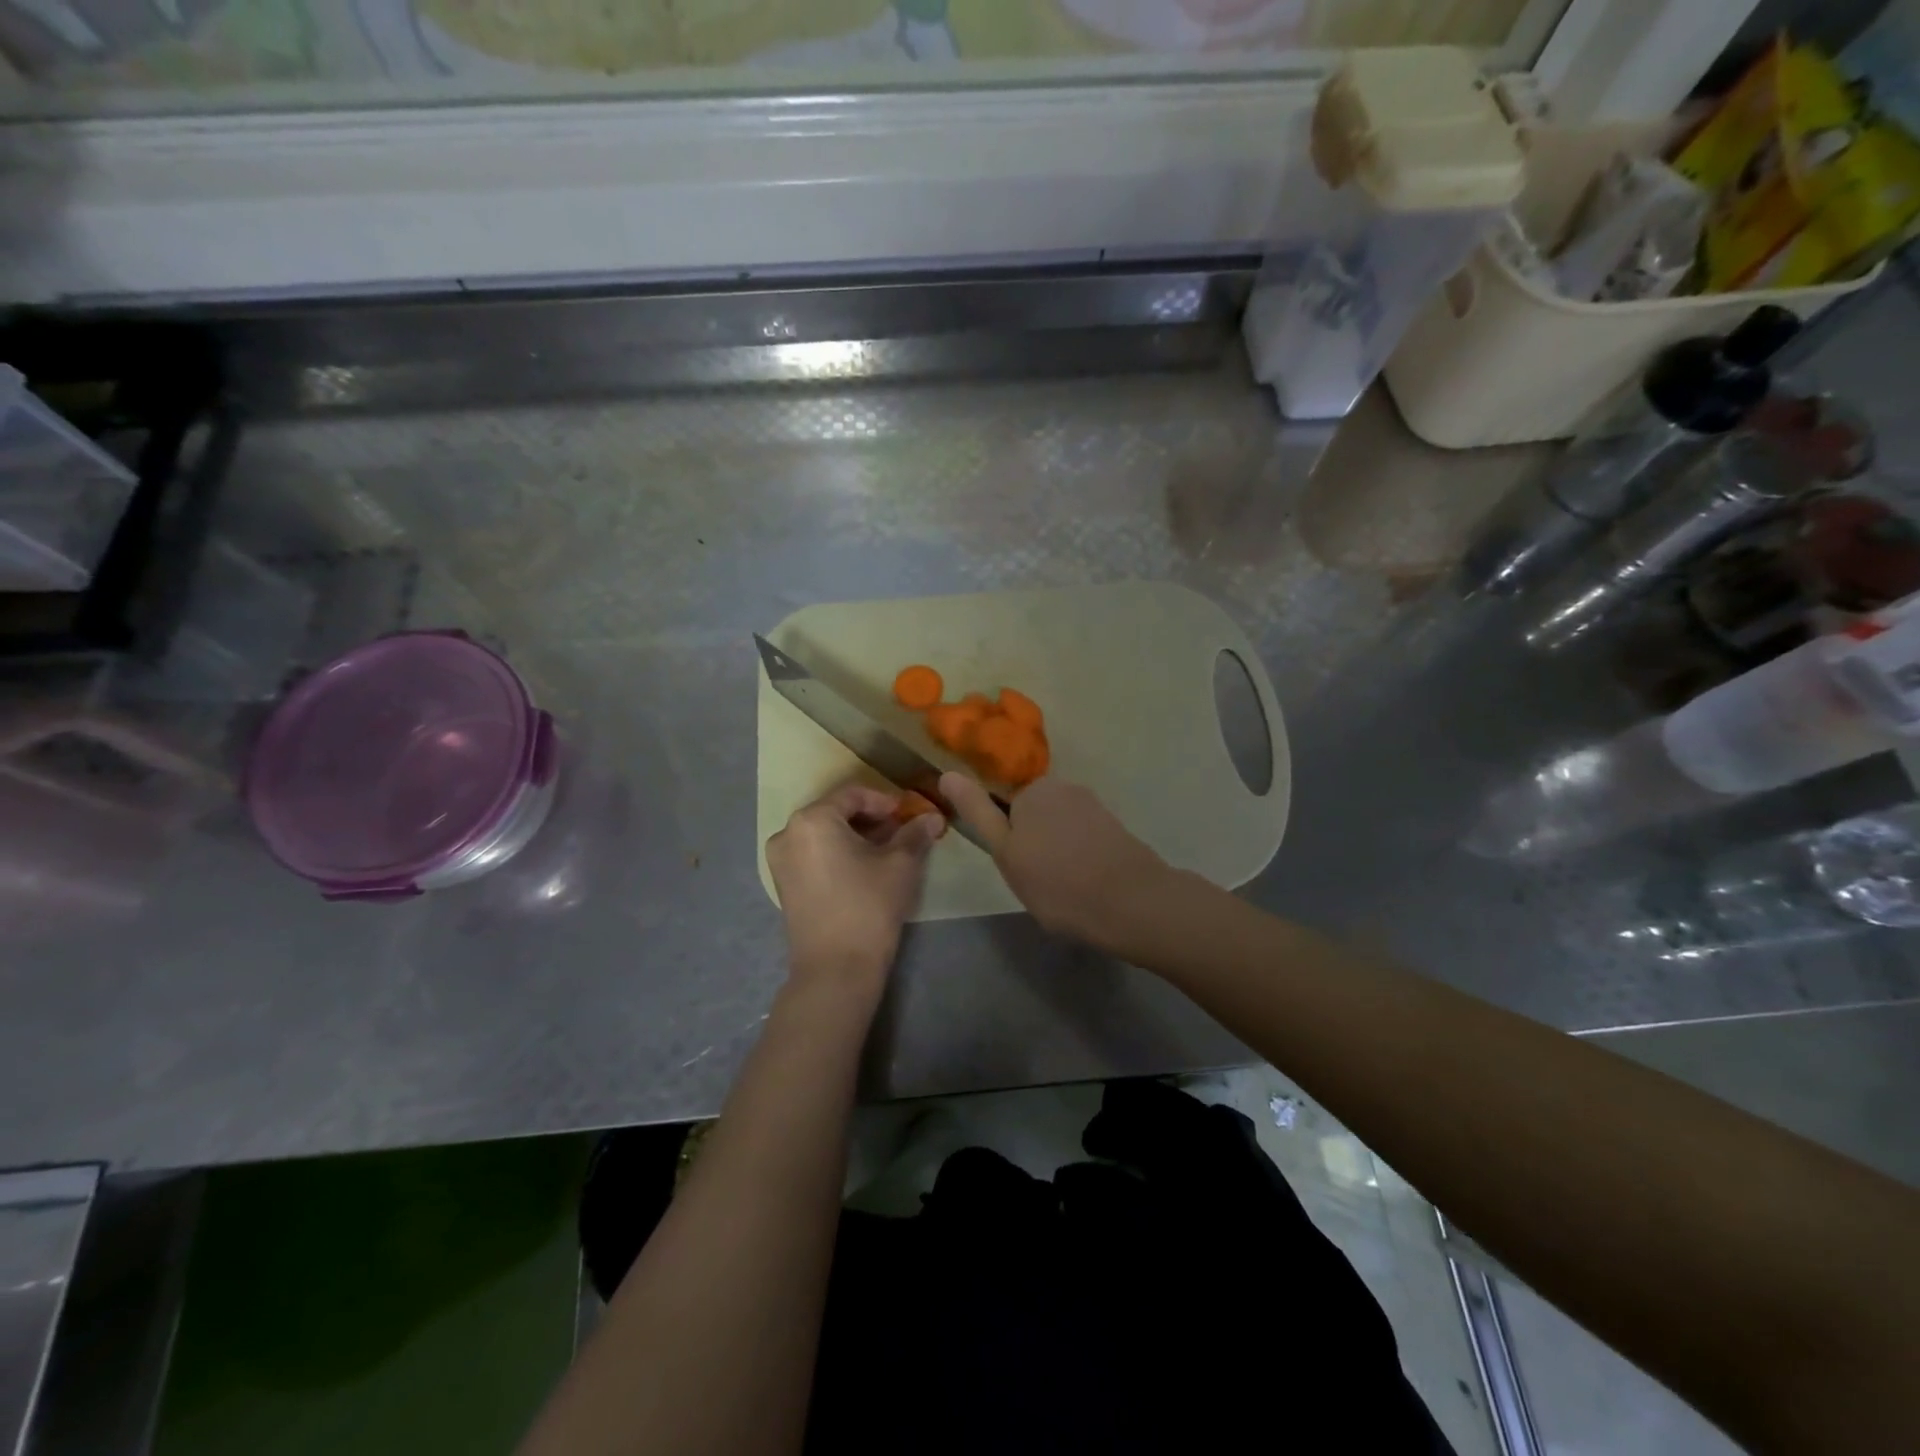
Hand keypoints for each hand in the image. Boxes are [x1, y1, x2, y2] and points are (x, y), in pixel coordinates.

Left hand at [766, 783, 944, 996]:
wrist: (836, 969)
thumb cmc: (868, 906)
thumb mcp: (900, 865)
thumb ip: (915, 834)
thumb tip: (933, 817)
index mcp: (812, 819)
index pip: (853, 794)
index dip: (885, 800)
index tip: (909, 814)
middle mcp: (788, 833)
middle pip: (836, 812)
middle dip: (871, 819)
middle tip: (902, 831)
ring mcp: (780, 860)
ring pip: (824, 834)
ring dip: (856, 837)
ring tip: (887, 851)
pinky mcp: (783, 884)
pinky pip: (813, 854)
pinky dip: (839, 853)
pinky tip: (864, 868)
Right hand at [940, 773, 1170, 951]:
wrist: (1131, 903)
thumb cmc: (1056, 881)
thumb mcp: (1005, 851)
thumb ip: (977, 811)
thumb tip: (947, 773)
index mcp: (1034, 789)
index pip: (1006, 808)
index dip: (1008, 841)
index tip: (1017, 869)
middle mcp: (1065, 787)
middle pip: (1035, 815)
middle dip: (1033, 842)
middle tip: (1036, 882)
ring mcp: (1095, 806)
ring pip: (1060, 828)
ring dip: (1057, 852)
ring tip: (1063, 888)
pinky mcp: (1116, 827)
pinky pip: (1084, 839)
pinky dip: (1080, 857)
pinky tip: (1086, 884)